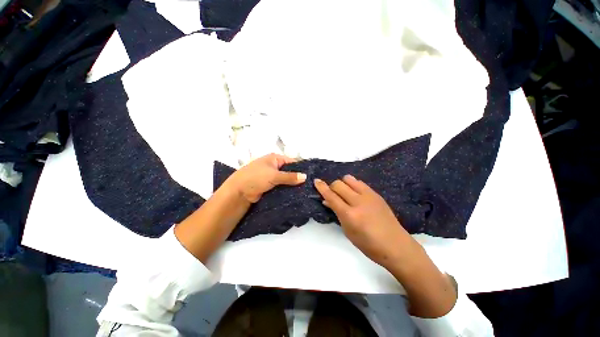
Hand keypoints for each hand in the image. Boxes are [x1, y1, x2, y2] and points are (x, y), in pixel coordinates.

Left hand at [223, 153, 306, 202]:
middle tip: (310, 185)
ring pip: (286, 180)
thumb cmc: (256, 177)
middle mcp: (274, 166)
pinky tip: (296, 195)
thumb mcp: (274, 175)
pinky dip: (287, 190)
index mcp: (275, 159)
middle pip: (289, 171)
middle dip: (297, 177)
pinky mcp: (271, 186)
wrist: (239, 191)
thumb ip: (290, 177)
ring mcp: (272, 176)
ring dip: (293, 185)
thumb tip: (305, 177)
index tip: (311, 176)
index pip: (292, 161)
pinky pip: (281, 187)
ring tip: (306, 191)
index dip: (301, 168)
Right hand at [314, 175, 413, 269]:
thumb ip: (337, 213)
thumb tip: (327, 201)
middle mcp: (358, 201)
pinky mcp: (376, 194)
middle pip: (339, 184)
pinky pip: (359, 182)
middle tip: (332, 194)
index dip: (321, 187)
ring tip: (344, 192)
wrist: (396, 245)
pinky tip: (354, 193)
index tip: (316, 181)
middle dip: (331, 186)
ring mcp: (369, 196)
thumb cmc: (368, 244)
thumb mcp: (348, 231)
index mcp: (350, 215)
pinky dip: (352, 184)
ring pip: (349, 179)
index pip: (331, 196)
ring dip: (342, 183)